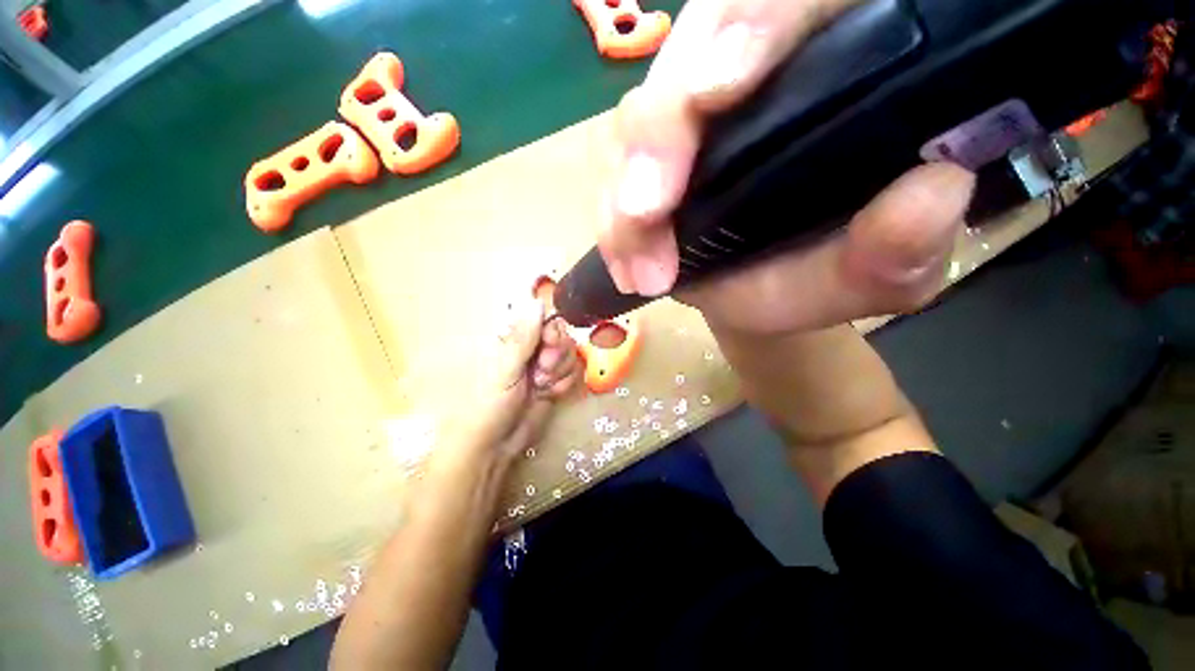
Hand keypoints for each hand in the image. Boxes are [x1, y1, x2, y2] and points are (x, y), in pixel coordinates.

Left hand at [438, 298, 581, 464]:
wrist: (496, 446)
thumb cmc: (490, 405)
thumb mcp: (505, 370)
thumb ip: (523, 338)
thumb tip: (536, 301)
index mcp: (514, 339)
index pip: (546, 320)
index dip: (553, 332)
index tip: (549, 347)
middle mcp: (532, 348)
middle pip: (563, 336)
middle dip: (557, 356)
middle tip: (541, 373)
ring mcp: (545, 365)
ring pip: (571, 355)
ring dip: (560, 373)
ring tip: (541, 387)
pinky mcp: (556, 381)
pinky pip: (573, 372)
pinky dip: (564, 384)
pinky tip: (550, 394)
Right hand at [599, 0, 974, 335]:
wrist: (766, 287)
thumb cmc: (824, 273)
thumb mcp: (874, 273)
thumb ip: (901, 249)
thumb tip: (929, 195)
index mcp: (836, 67)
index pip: (790, 4)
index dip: (750, 24)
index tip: (717, 89)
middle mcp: (752, 78)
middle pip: (687, 55)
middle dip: (659, 132)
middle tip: (646, 209)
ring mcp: (692, 122)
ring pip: (640, 120)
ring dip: (625, 192)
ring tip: (636, 261)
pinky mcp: (653, 162)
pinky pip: (617, 178)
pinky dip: (614, 223)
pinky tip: (627, 266)